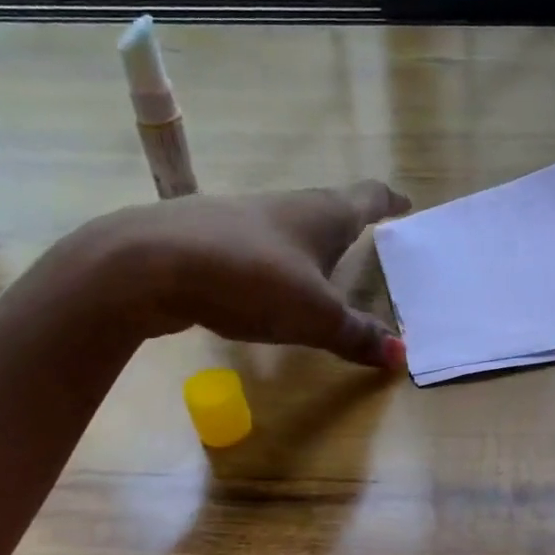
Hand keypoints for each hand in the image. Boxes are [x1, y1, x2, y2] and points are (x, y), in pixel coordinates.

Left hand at [85, 180, 411, 365]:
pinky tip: (266, 286)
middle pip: (329, 209)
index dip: (390, 202)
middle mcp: (287, 206)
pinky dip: (275, 264)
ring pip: (290, 228)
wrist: (149, 264)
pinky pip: (258, 248)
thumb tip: (400, 357)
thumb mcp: (314, 315)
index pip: (368, 197)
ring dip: (310, 245)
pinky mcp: (209, 238)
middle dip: (350, 224)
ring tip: (322, 270)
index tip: (405, 204)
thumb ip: (356, 335)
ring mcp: (243, 218)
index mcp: (323, 214)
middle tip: (370, 243)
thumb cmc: (252, 278)